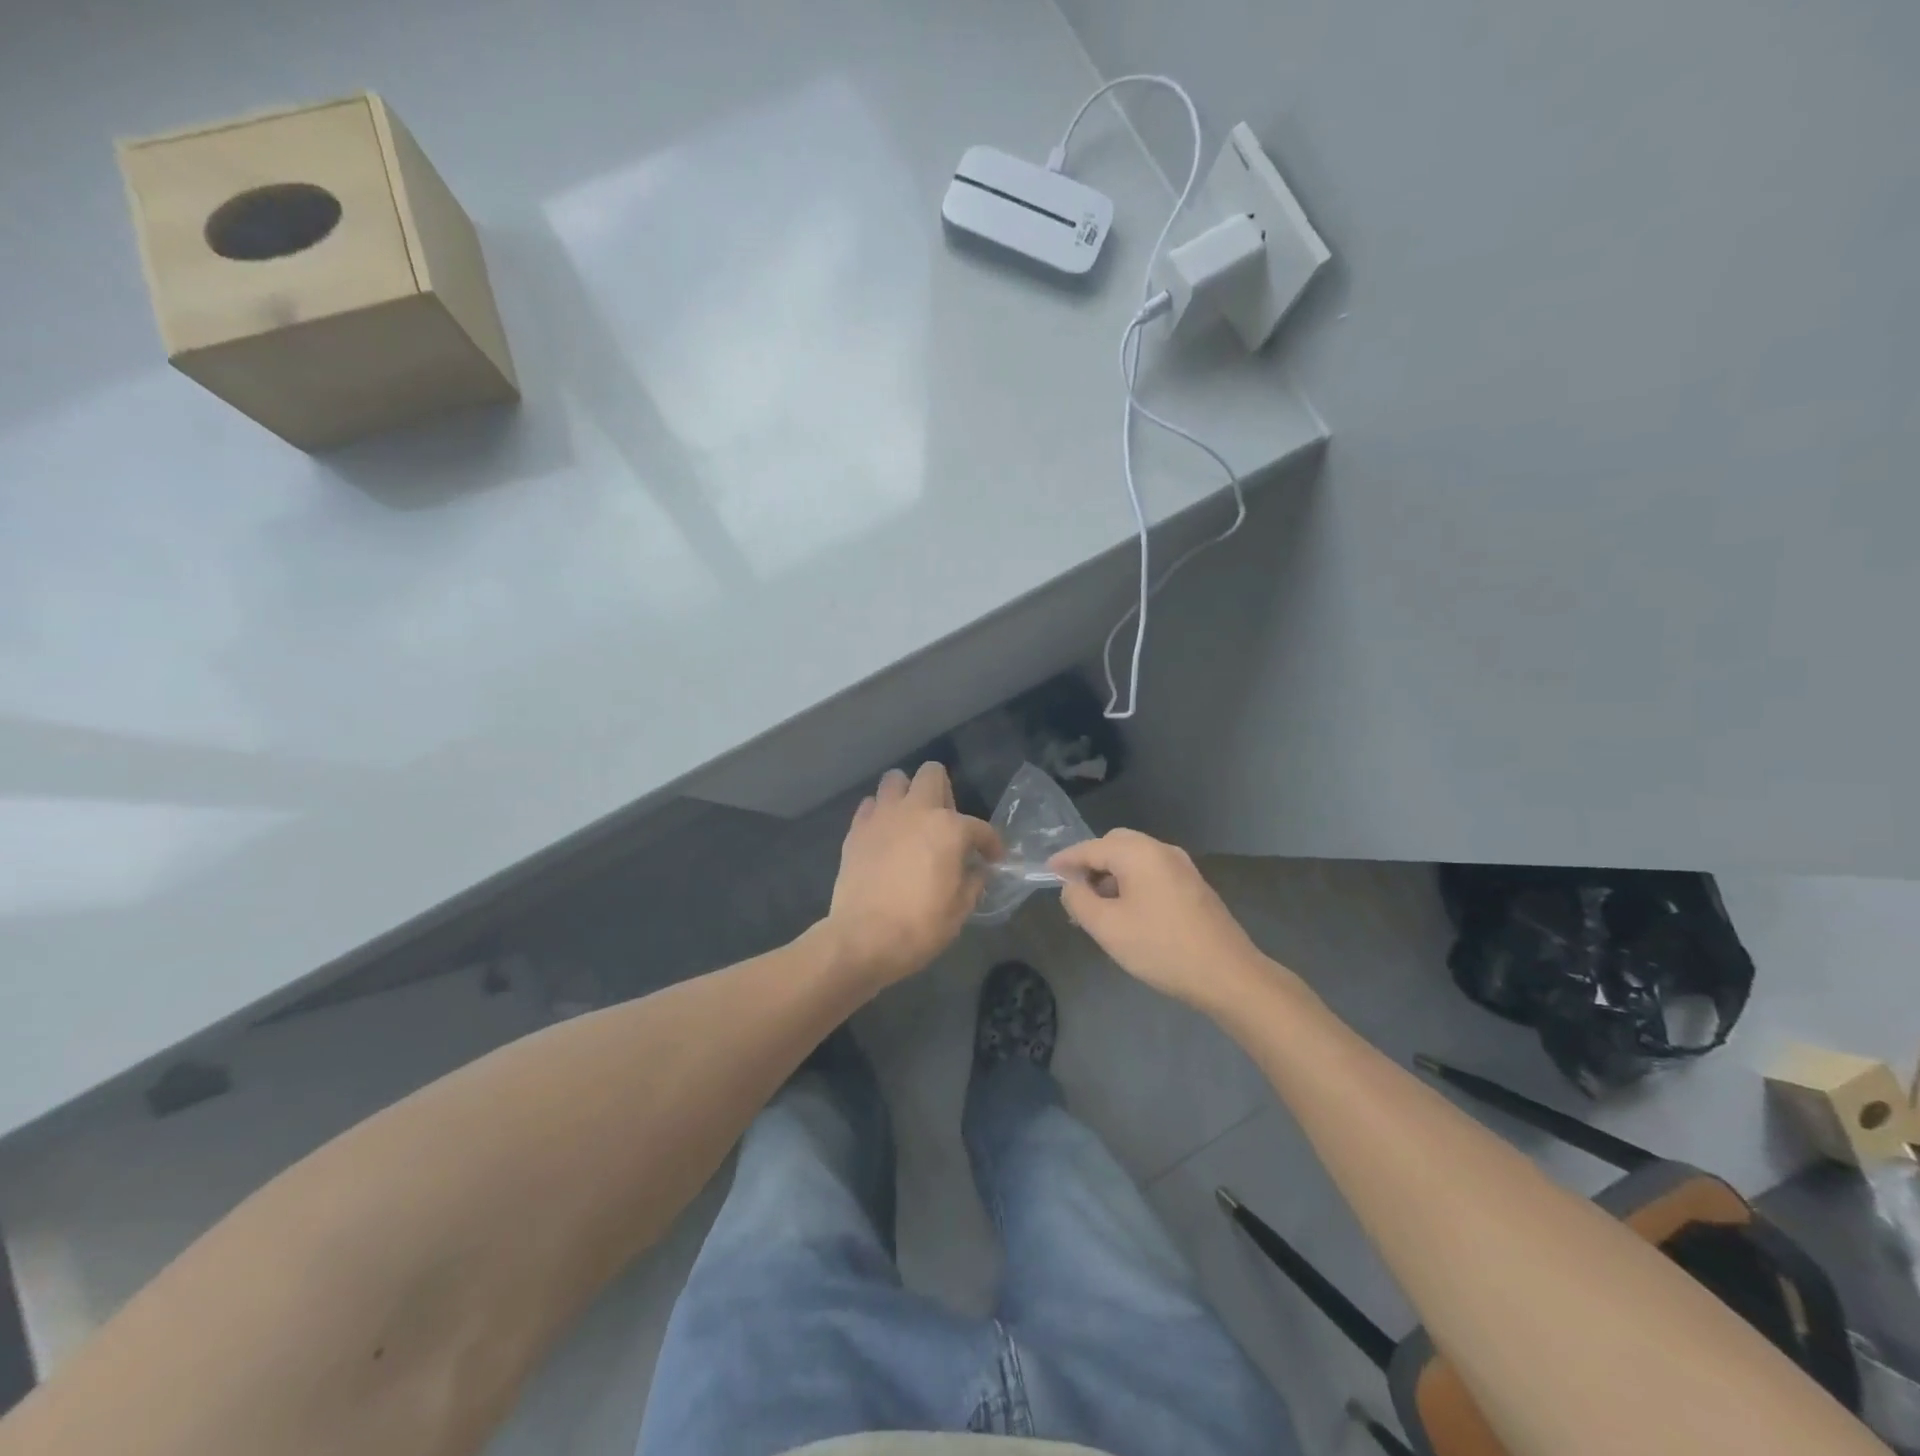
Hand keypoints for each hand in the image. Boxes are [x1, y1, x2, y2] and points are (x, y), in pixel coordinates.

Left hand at [825, 763, 1001, 986]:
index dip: (991, 844)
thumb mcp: (960, 909)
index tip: (992, 858)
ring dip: (907, 793)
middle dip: (945, 791)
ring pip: (895, 779)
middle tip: (946, 822)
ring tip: (912, 820)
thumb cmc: (920, 926)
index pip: (979, 827)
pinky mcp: (856, 830)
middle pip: (932, 774)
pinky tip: (885, 835)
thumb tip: (976, 870)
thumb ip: (973, 881)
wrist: (863, 939)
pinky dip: (880, 814)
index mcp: (949, 828)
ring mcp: (882, 817)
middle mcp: (915, 811)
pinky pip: (870, 805)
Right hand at [1049, 829, 1272, 1014]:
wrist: (1227, 975)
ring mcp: (1182, 866)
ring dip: (1112, 876)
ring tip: (1097, 909)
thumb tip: (1071, 886)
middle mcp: (1161, 850)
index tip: (1047, 871)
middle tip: (1074, 892)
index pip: (1091, 848)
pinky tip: (1127, 913)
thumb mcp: (1108, 928)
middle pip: (1115, 844)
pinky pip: (1152, 873)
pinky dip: (1132, 883)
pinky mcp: (1193, 885)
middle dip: (1091, 864)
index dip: (1066, 860)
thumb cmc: (1161, 948)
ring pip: (1135, 859)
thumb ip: (1079, 901)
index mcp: (1138, 853)